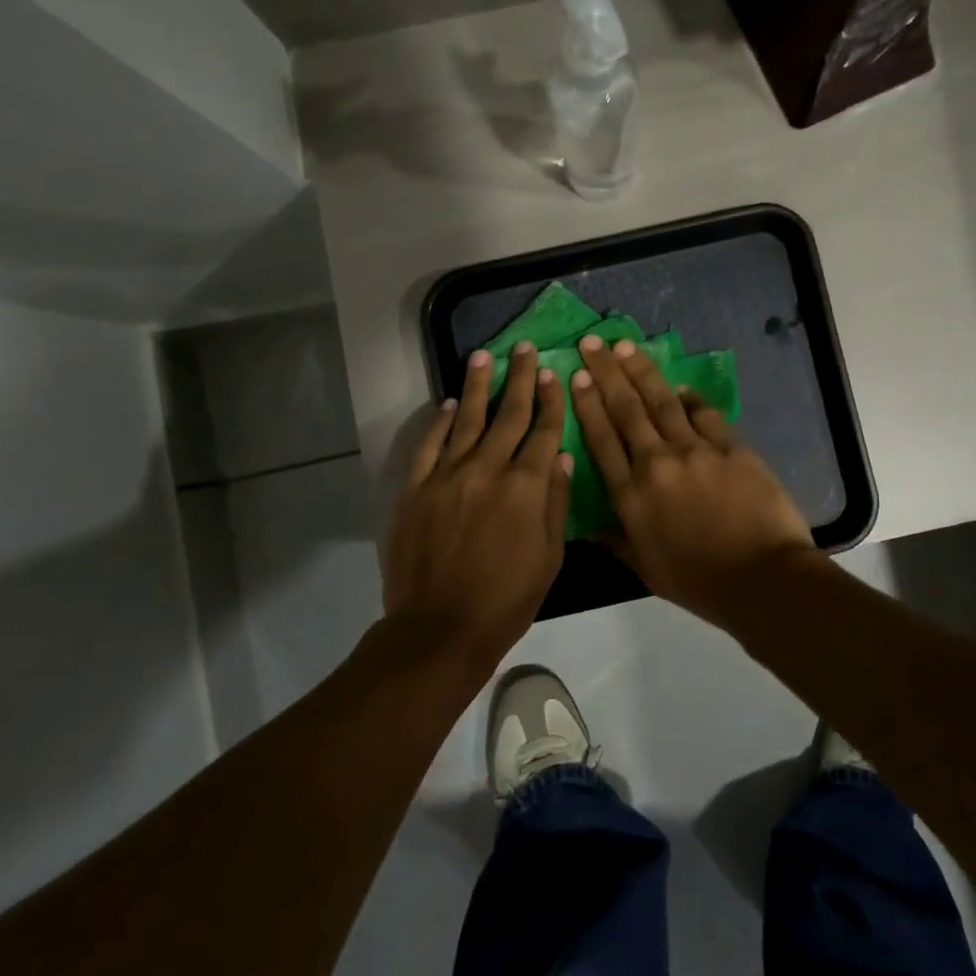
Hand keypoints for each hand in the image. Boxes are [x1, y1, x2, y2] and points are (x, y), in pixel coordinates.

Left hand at [384, 343, 571, 654]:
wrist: (441, 627)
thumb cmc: (507, 598)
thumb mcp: (549, 556)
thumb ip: (555, 502)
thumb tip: (560, 456)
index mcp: (526, 486)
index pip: (543, 430)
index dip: (550, 400)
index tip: (554, 373)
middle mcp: (488, 469)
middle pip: (508, 414)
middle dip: (521, 378)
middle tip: (525, 348)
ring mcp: (448, 475)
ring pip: (468, 419)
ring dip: (478, 385)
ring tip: (484, 356)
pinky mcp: (416, 488)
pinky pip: (430, 445)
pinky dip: (441, 422)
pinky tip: (451, 404)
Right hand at [569, 335, 816, 621]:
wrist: (761, 578)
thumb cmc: (699, 582)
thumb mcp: (646, 568)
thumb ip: (617, 540)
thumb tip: (589, 527)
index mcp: (631, 495)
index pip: (602, 439)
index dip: (588, 404)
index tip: (577, 376)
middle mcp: (657, 463)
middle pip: (627, 409)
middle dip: (607, 372)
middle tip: (592, 343)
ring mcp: (696, 451)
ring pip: (662, 401)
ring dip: (641, 370)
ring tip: (625, 346)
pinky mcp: (731, 447)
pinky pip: (705, 414)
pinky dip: (690, 397)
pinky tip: (679, 386)